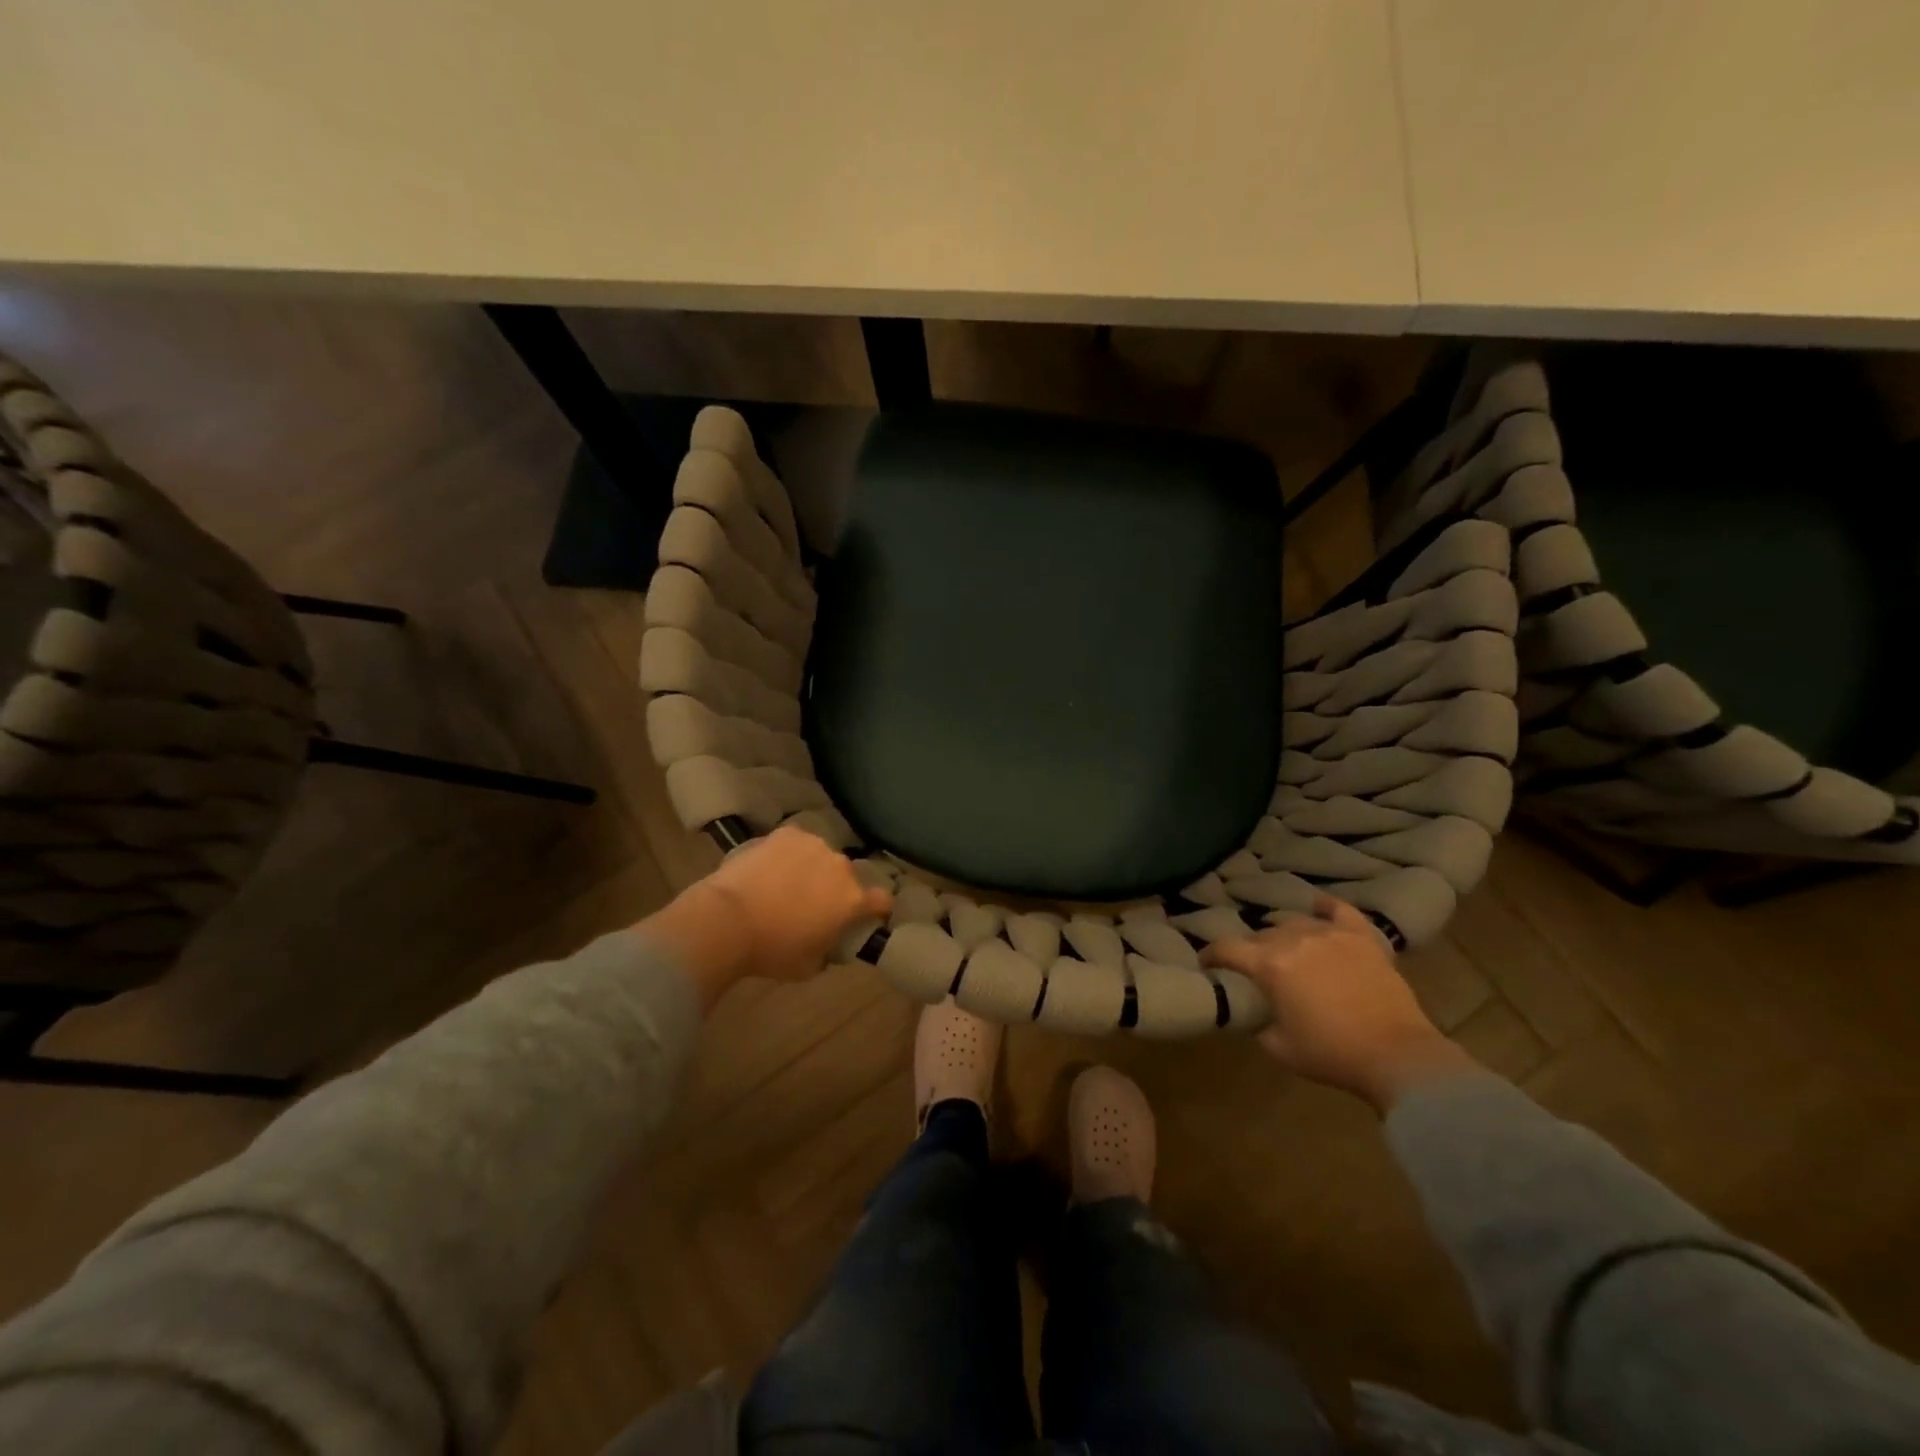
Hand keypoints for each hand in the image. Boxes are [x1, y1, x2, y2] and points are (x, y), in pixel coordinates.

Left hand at [641, 826, 893, 1009]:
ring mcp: (814, 845)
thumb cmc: (771, 950)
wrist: (727, 919)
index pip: (882, 900)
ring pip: (822, 857)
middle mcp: (840, 866)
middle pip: (848, 877)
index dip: (877, 909)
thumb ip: (829, 950)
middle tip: (813, 905)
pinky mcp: (787, 834)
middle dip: (836, 889)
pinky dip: (790, 854)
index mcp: (852, 899)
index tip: (867, 917)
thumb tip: (829, 942)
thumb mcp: (809, 966)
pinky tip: (771, 867)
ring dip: (814, 869)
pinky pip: (797, 844)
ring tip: (787, 884)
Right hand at [1201, 894, 1475, 1113]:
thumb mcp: (1279, 1047)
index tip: (1205, 962)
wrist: (1397, 1056)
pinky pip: (1339, 911)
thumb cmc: (1332, 1054)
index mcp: (1270, 965)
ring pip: (1295, 923)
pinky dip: (1325, 907)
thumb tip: (1254, 1013)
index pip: (1227, 949)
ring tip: (1285, 948)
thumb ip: (1258, 1024)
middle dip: (1251, 950)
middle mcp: (1295, 940)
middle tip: (1253, 968)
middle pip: (1261, 935)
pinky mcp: (1362, 938)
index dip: (1210, 954)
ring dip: (1283, 935)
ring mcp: (1331, 934)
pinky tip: (1318, 906)